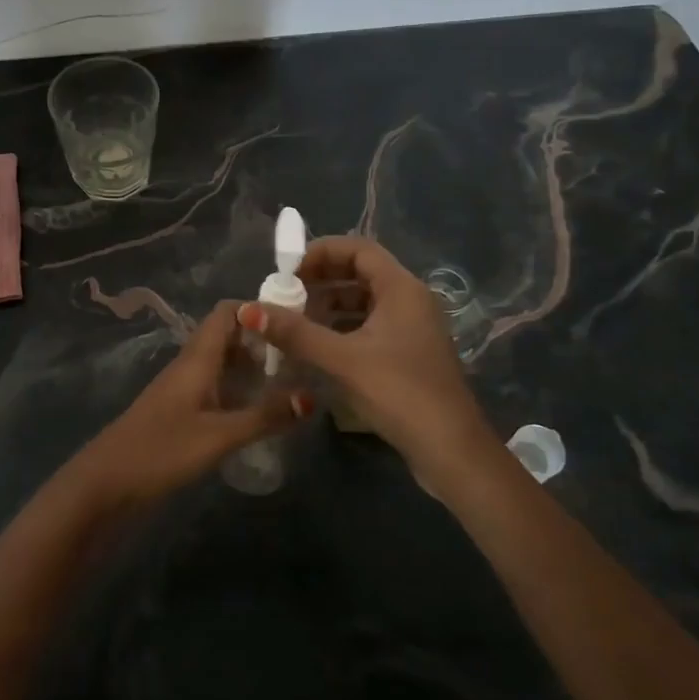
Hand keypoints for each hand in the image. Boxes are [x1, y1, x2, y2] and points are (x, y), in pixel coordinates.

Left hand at [66, 301, 306, 512]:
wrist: (105, 485)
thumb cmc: (160, 451)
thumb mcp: (218, 436)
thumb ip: (264, 416)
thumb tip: (312, 396)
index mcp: (196, 358)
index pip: (226, 312)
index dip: (258, 309)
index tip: (296, 322)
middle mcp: (189, 366)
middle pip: (228, 336)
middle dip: (263, 339)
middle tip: (303, 354)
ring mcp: (183, 390)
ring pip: (222, 363)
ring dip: (253, 365)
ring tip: (292, 380)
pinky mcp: (180, 413)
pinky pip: (215, 387)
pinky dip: (239, 389)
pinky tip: (260, 410)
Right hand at [238, 236, 488, 473]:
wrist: (450, 450)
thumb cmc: (399, 392)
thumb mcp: (342, 359)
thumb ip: (295, 333)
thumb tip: (248, 310)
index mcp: (402, 288)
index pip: (358, 249)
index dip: (321, 252)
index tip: (287, 271)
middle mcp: (410, 300)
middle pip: (360, 273)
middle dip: (320, 280)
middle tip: (284, 296)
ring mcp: (411, 329)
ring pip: (363, 303)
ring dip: (328, 307)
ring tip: (293, 322)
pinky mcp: (408, 355)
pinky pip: (369, 327)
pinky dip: (341, 330)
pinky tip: (315, 348)